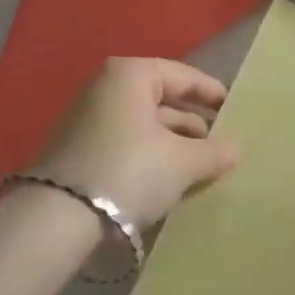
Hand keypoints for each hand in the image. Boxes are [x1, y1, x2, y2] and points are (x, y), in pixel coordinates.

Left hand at [33, 58, 238, 227]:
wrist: (58, 219)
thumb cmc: (130, 171)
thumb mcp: (182, 162)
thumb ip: (213, 152)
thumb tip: (235, 149)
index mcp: (130, 75)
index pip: (182, 75)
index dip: (211, 92)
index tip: (235, 109)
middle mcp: (105, 88)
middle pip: (161, 100)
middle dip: (193, 123)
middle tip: (222, 143)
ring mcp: (87, 120)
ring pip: (143, 125)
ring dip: (173, 143)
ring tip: (203, 166)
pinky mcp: (78, 151)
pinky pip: (126, 145)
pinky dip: (150, 157)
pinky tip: (171, 180)